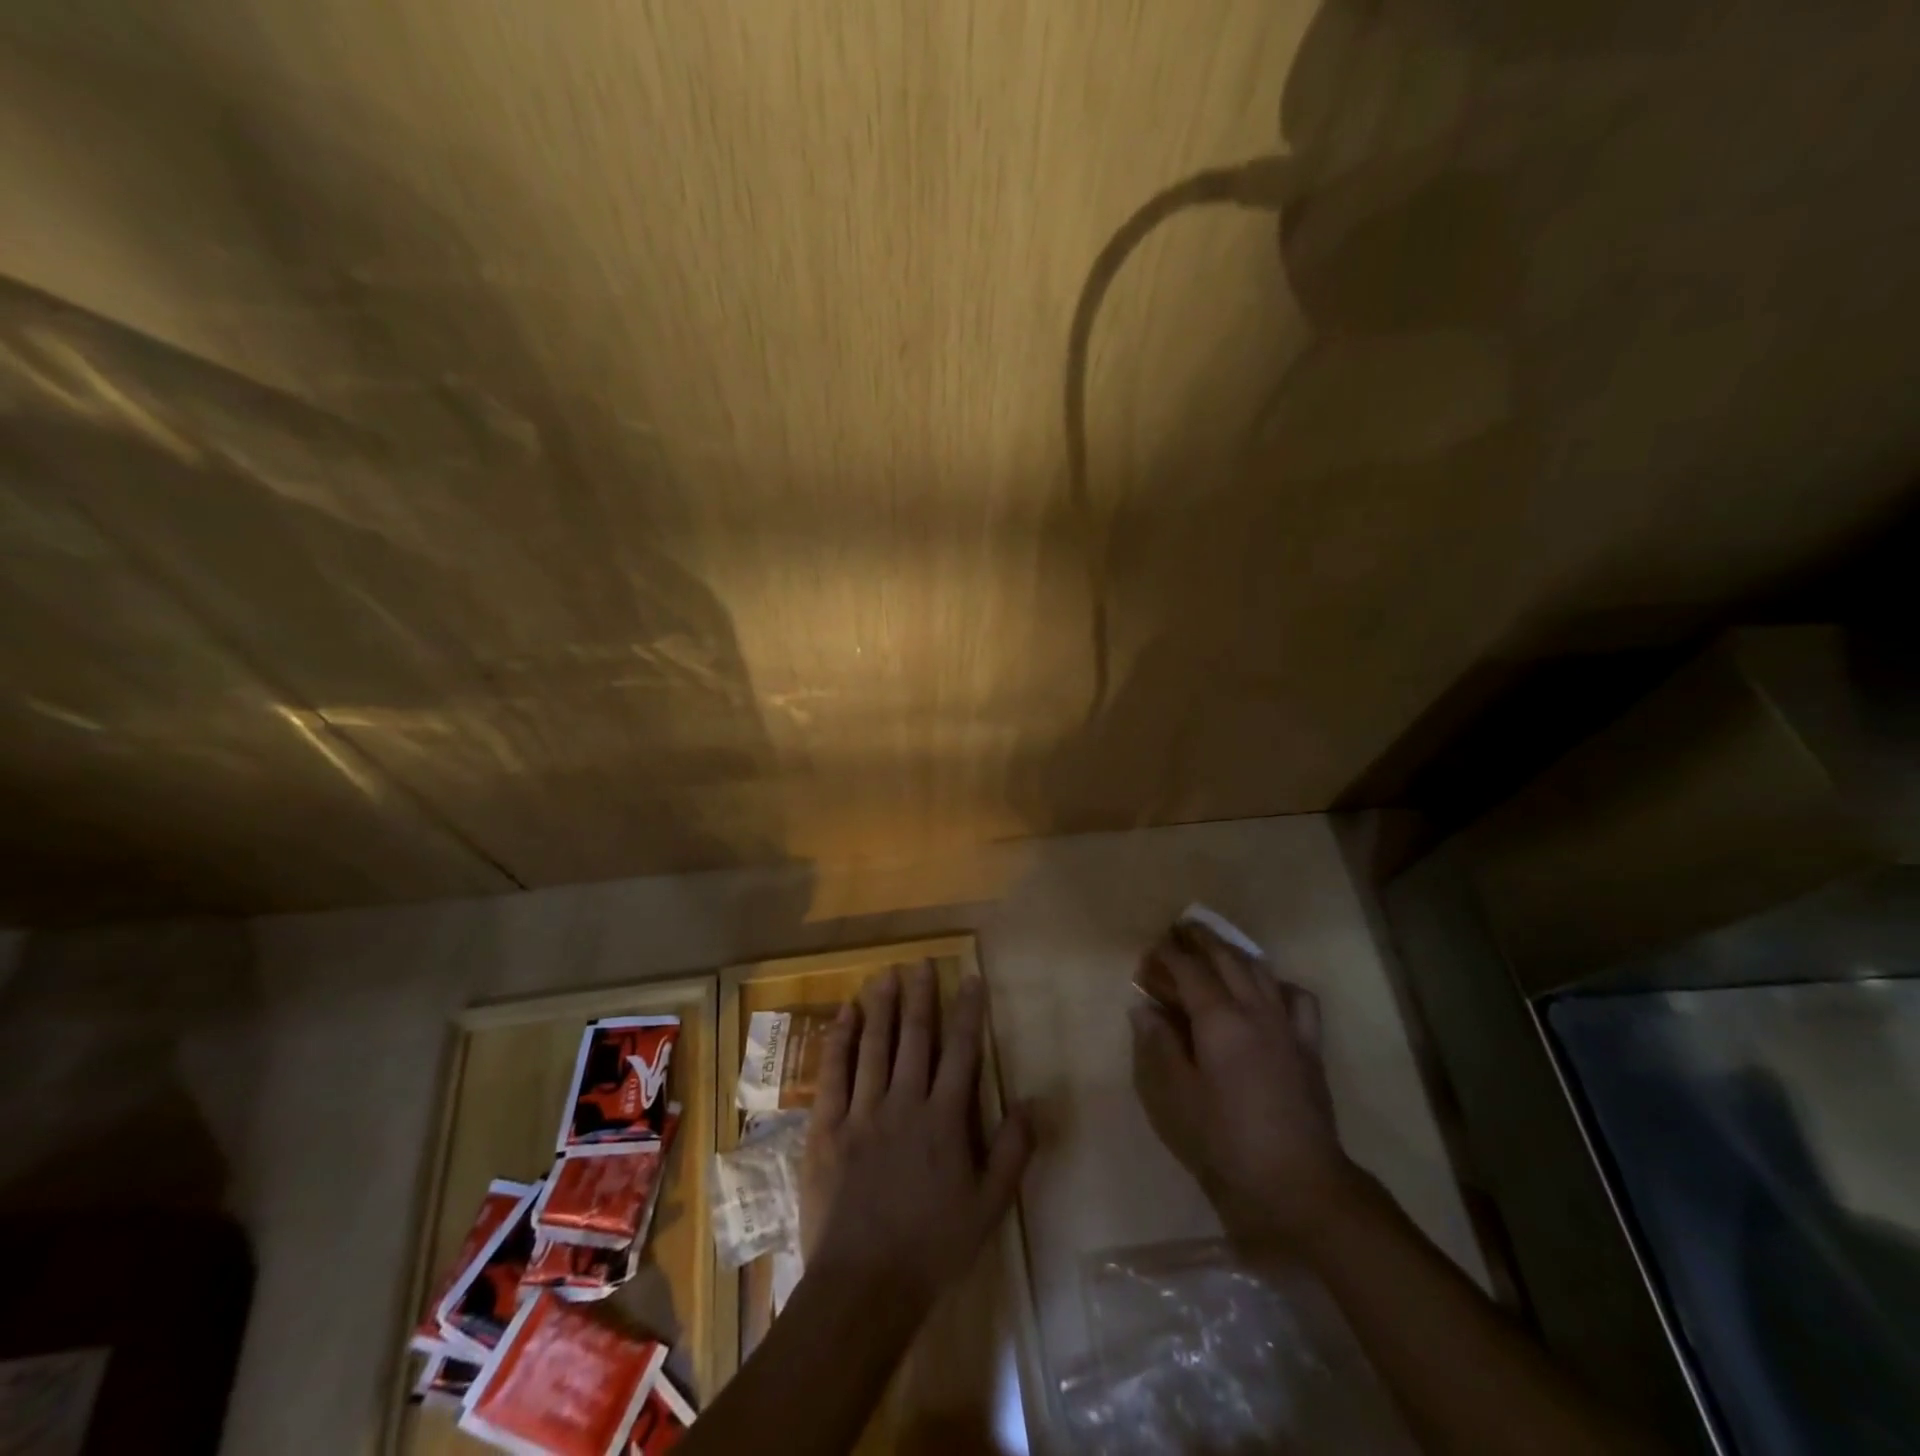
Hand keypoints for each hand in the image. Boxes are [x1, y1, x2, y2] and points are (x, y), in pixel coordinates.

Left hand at [799, 964, 1033, 1307]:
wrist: (863, 1286)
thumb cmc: (932, 1248)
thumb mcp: (989, 1207)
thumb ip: (1013, 1151)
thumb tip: (1034, 1101)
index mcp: (944, 1120)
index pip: (961, 1052)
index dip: (968, 1012)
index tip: (970, 979)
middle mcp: (904, 1103)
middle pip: (915, 1038)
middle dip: (921, 996)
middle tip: (922, 962)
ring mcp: (862, 1112)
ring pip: (874, 1046)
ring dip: (882, 1007)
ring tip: (887, 974)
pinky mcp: (827, 1127)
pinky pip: (834, 1073)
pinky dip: (840, 1039)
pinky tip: (846, 1014)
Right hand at [1130, 923, 1353, 1244]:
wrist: (1298, 1182)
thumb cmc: (1227, 1141)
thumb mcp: (1177, 1096)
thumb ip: (1160, 1045)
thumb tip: (1144, 1008)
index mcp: (1219, 1020)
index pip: (1189, 970)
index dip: (1167, 955)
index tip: (1150, 952)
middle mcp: (1255, 1010)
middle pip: (1226, 958)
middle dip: (1200, 940)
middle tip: (1178, 931)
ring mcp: (1287, 1025)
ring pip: (1260, 970)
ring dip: (1234, 952)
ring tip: (1215, 948)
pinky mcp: (1309, 1045)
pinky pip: (1297, 999)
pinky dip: (1278, 984)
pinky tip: (1267, 991)